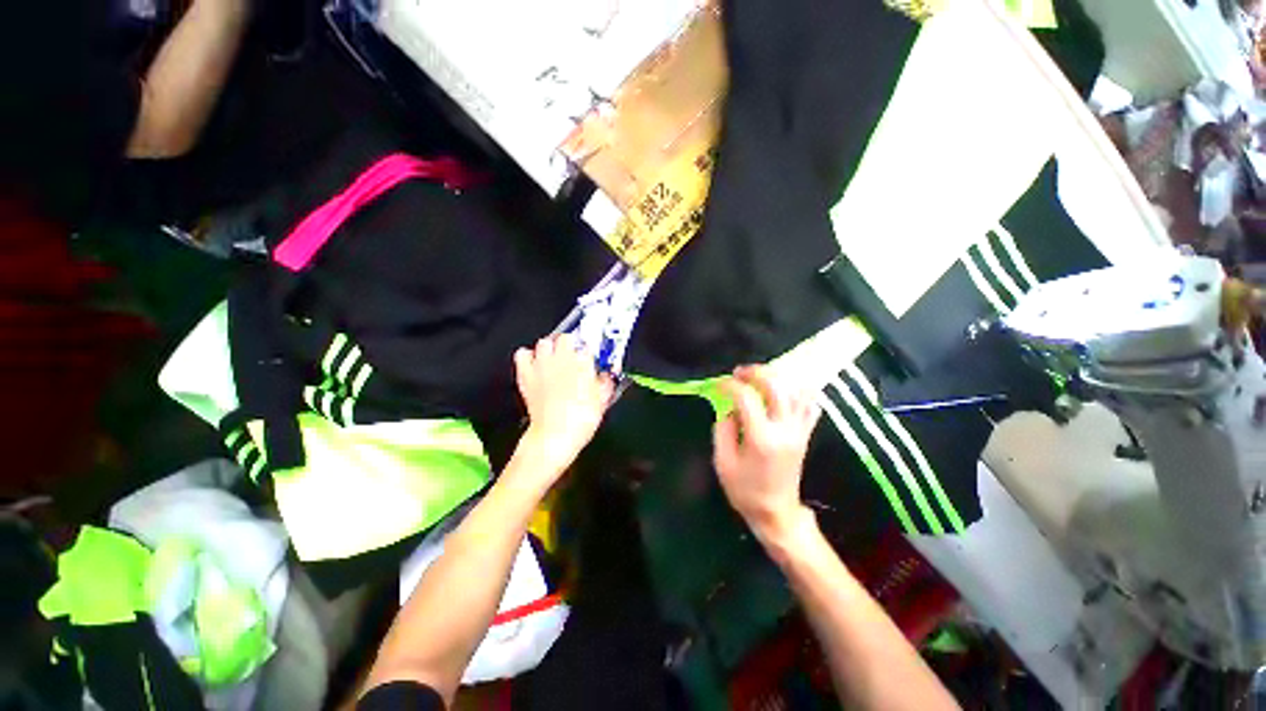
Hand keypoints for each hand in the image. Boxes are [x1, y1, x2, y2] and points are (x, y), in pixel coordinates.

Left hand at [514, 334, 615, 475]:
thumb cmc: (581, 419)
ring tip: (553, 359)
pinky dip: (527, 356)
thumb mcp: (602, 400)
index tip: (590, 361)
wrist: (555, 436)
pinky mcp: (526, 375)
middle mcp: (562, 359)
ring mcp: (542, 365)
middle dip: (570, 345)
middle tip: (572, 357)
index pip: (588, 346)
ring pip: (544, 342)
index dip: (589, 354)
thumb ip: (606, 382)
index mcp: (583, 363)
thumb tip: (606, 374)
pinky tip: (534, 364)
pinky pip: (522, 354)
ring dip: (549, 348)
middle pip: (566, 338)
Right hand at [714, 366, 819, 541]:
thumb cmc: (745, 490)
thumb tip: (728, 407)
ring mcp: (799, 431)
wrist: (776, 513)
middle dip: (756, 372)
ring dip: (777, 379)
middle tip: (740, 372)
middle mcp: (784, 429)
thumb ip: (722, 429)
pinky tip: (784, 392)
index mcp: (760, 437)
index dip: (730, 385)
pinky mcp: (805, 435)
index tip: (719, 384)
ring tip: (759, 379)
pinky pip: (810, 406)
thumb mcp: (723, 462)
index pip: (746, 398)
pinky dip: (799, 392)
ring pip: (797, 392)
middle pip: (777, 386)